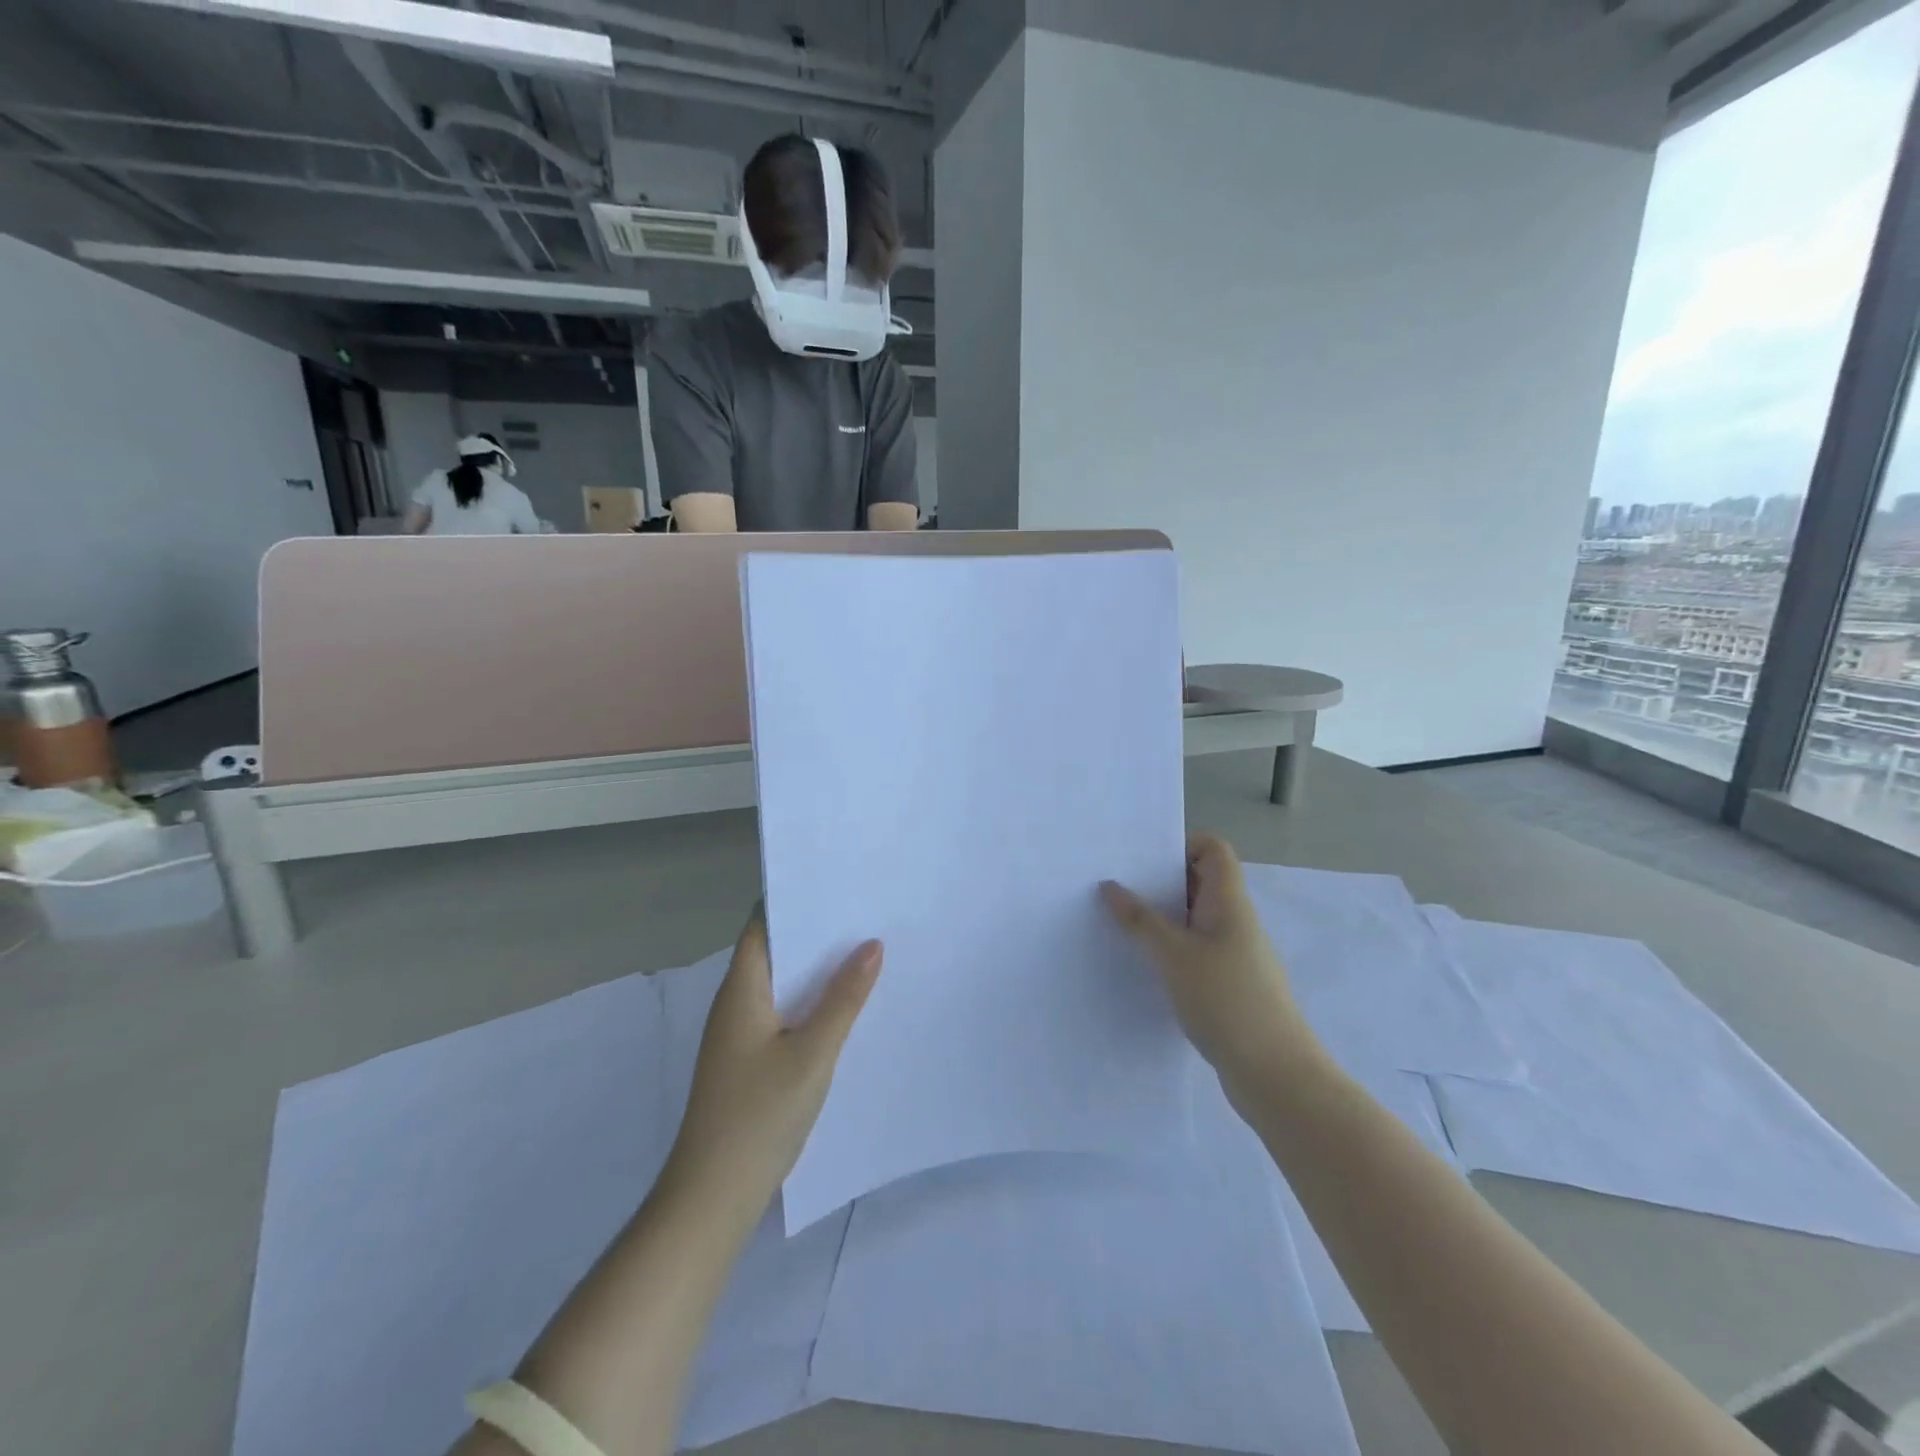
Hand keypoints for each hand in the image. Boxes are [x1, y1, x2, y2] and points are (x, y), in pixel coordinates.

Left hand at [669, 905, 881, 1204]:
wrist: (714, 1196)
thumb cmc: (759, 1115)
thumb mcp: (813, 1053)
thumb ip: (844, 998)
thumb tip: (872, 944)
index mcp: (742, 989)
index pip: (762, 924)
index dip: (794, 899)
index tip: (837, 882)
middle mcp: (736, 1003)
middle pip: (775, 951)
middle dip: (815, 933)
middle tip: (865, 912)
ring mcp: (740, 1033)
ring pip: (781, 984)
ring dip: (816, 969)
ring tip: (865, 949)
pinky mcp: (748, 1059)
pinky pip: (783, 1012)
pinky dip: (810, 1001)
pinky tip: (845, 1005)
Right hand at [1102, 835, 1325, 1107]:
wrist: (1276, 1075)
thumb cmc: (1227, 1000)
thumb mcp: (1173, 956)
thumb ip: (1139, 920)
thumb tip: (1110, 886)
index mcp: (1228, 902)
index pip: (1213, 850)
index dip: (1181, 843)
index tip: (1141, 857)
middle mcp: (1234, 920)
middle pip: (1199, 881)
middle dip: (1159, 879)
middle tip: (1115, 884)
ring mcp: (1234, 953)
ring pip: (1194, 918)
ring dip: (1161, 916)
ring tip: (1118, 921)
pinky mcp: (1228, 983)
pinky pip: (1194, 949)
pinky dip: (1169, 948)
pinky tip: (1142, 963)